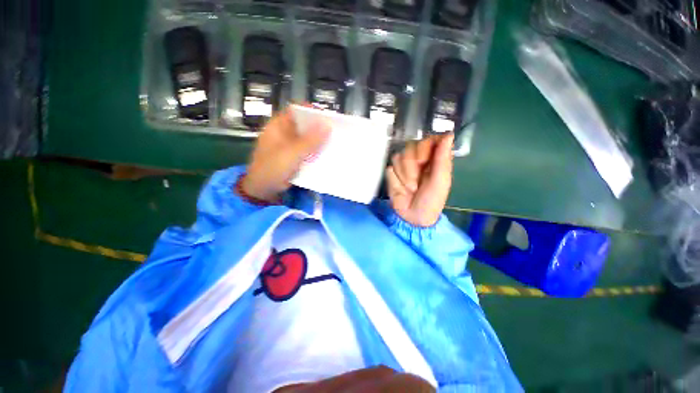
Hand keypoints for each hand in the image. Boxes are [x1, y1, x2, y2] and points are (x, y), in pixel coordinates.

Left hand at [242, 108, 329, 201]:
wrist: (263, 190)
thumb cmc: (273, 168)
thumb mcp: (291, 153)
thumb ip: (310, 140)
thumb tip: (327, 125)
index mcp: (279, 126)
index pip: (296, 111)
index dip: (311, 111)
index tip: (328, 117)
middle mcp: (285, 133)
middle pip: (304, 125)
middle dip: (319, 127)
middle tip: (336, 131)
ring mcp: (290, 146)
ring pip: (308, 139)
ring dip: (319, 140)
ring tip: (335, 141)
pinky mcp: (295, 157)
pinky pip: (308, 151)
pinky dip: (316, 151)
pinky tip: (327, 153)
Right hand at [387, 134, 453, 226]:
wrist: (413, 217)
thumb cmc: (431, 200)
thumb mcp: (440, 181)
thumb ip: (442, 157)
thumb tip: (449, 133)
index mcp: (434, 159)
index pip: (428, 140)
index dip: (424, 148)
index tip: (425, 161)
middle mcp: (418, 159)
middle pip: (410, 146)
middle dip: (413, 167)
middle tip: (418, 182)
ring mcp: (403, 166)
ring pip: (398, 157)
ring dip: (404, 176)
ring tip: (410, 188)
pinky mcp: (392, 173)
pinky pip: (390, 169)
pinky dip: (395, 181)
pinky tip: (400, 189)